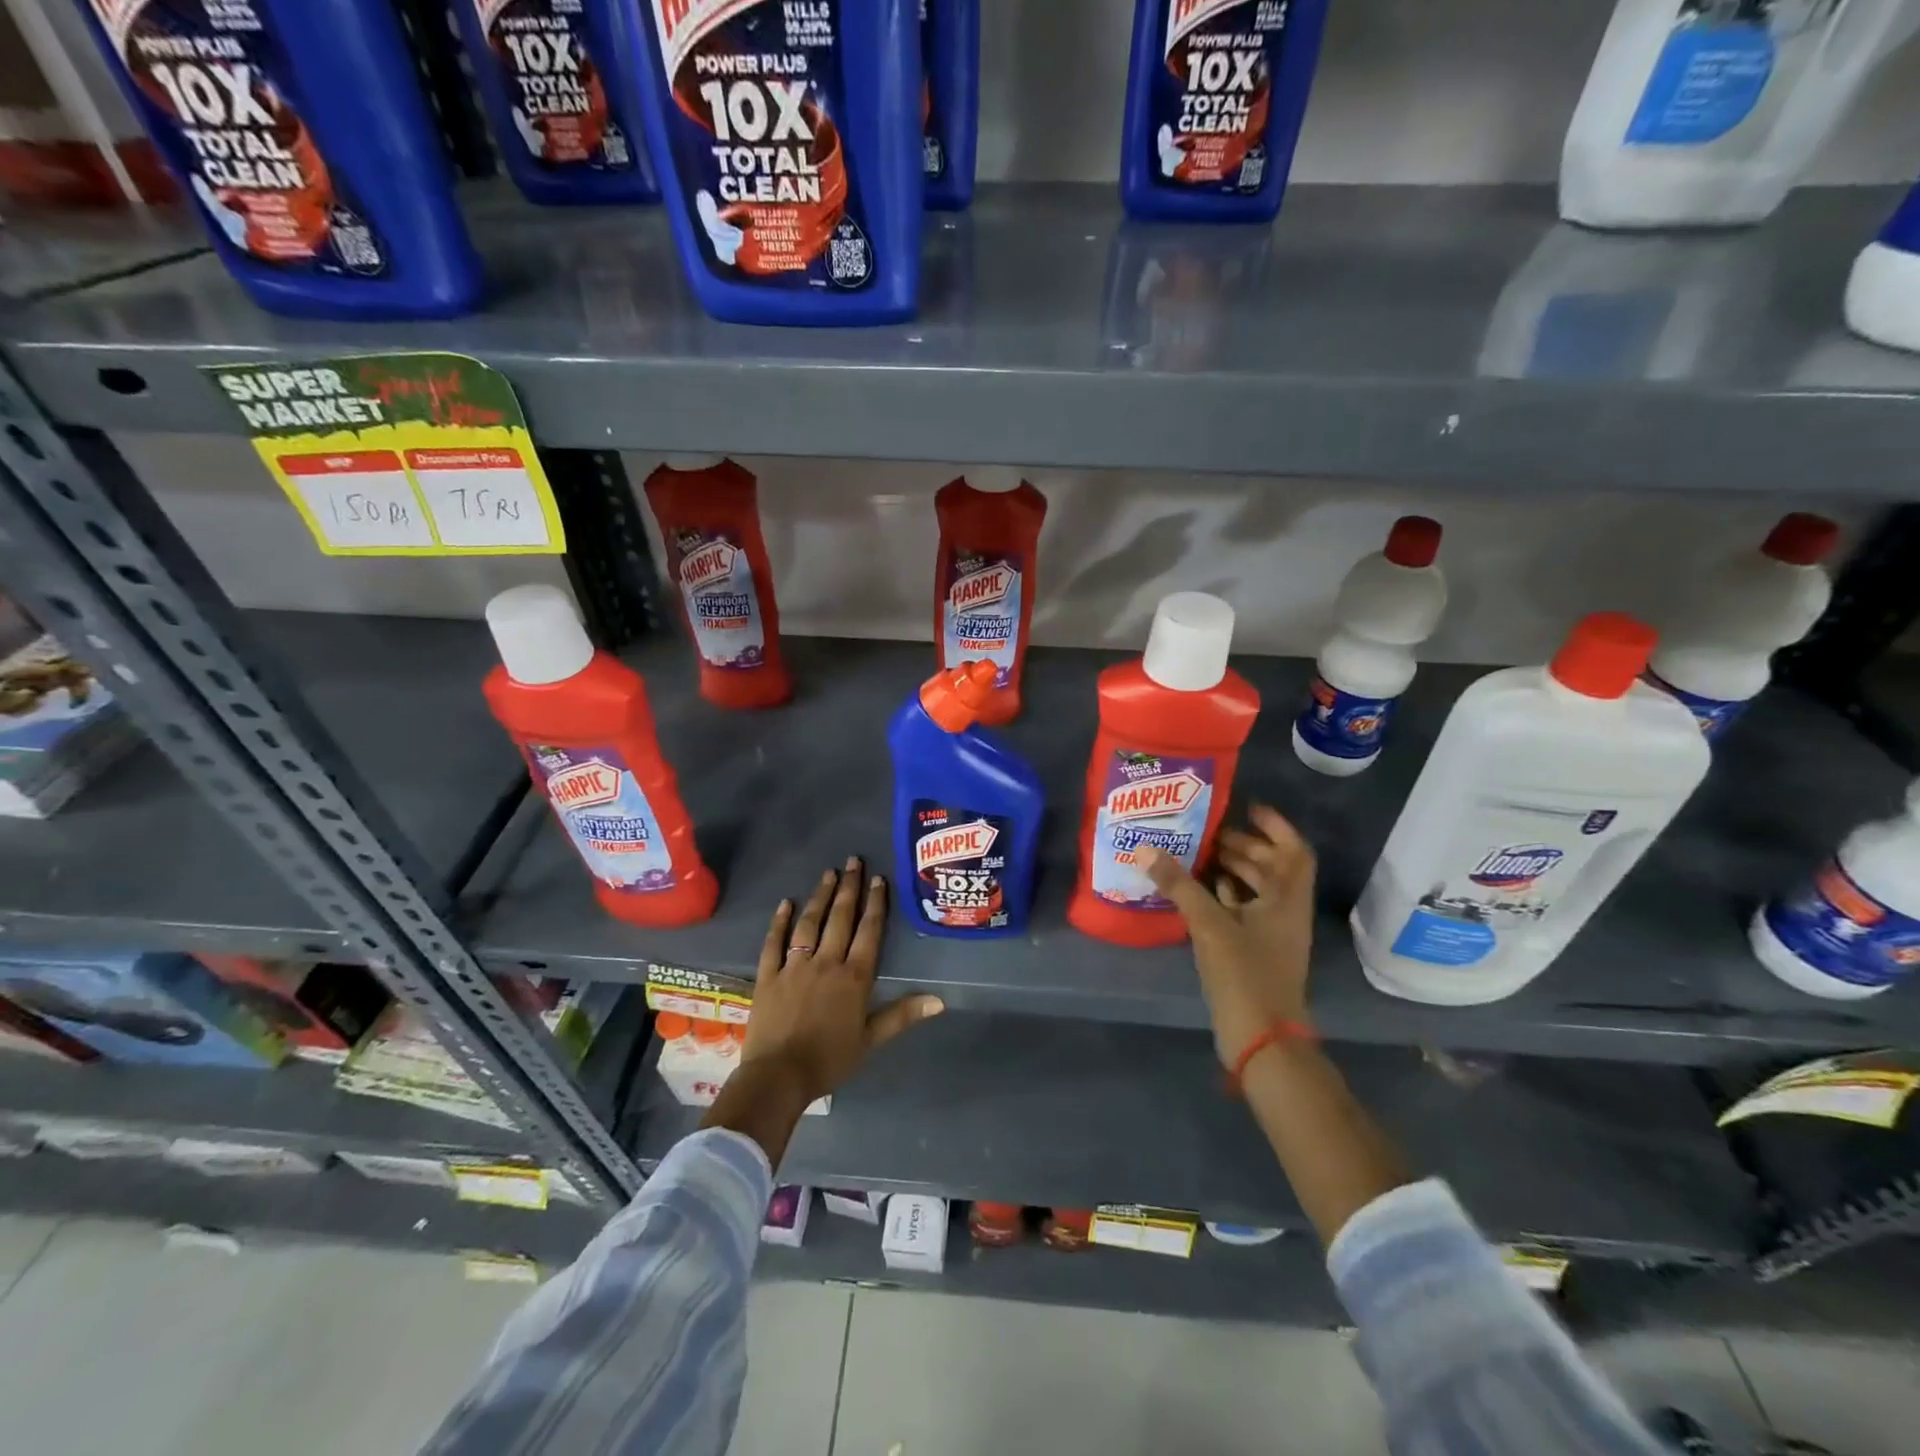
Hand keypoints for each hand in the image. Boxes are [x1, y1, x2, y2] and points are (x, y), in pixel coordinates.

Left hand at [739, 857, 943, 1103]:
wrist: (778, 1077)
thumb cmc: (829, 1060)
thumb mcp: (871, 1039)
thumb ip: (902, 1014)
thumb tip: (940, 1000)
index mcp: (854, 977)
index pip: (869, 931)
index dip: (875, 903)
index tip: (878, 879)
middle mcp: (826, 963)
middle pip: (840, 918)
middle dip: (849, 888)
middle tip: (853, 861)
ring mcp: (794, 966)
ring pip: (809, 923)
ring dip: (820, 897)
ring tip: (828, 873)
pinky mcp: (768, 975)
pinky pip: (774, 942)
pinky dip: (779, 921)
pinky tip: (786, 903)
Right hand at [1137, 804, 1315, 1068]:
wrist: (1261, 1039)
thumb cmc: (1245, 974)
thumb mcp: (1210, 925)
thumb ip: (1179, 885)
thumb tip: (1146, 849)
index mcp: (1287, 900)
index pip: (1293, 850)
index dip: (1275, 825)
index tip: (1246, 807)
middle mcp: (1285, 912)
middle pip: (1274, 868)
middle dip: (1246, 845)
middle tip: (1210, 831)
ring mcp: (1272, 934)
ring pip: (1258, 890)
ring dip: (1234, 870)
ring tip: (1199, 854)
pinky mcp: (1256, 952)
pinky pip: (1243, 911)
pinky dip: (1225, 896)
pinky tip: (1198, 891)